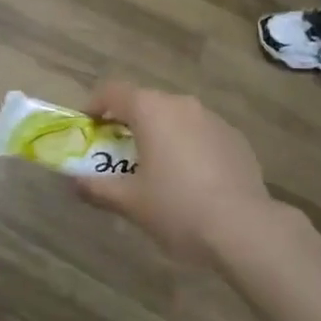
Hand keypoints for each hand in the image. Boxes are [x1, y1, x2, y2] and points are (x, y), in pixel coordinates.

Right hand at [70, 82, 275, 264]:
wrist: (245, 229)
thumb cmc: (178, 208)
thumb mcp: (130, 203)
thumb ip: (97, 188)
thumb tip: (75, 182)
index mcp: (151, 110)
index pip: (113, 91)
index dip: (94, 105)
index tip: (88, 127)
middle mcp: (181, 104)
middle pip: (145, 102)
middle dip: (127, 122)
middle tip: (117, 152)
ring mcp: (212, 118)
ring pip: (175, 117)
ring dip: (160, 133)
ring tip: (155, 168)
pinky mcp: (235, 137)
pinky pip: (200, 133)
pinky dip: (187, 145)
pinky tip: (191, 179)